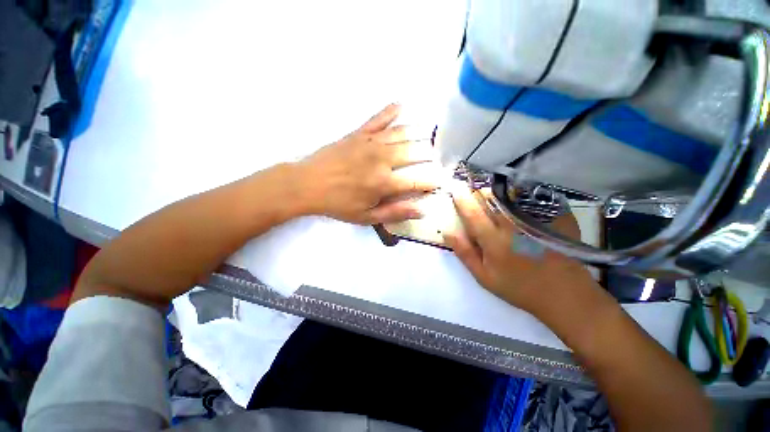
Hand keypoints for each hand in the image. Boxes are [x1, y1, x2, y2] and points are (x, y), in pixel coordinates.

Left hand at [296, 104, 440, 224]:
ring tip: (427, 135)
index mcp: (384, 182)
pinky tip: (401, 105)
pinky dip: (391, 111)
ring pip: (402, 133)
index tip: (440, 181)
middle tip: (434, 157)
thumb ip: (395, 212)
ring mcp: (371, 142)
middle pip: (414, 152)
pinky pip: (379, 118)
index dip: (432, 182)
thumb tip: (421, 211)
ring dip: (418, 133)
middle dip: (429, 155)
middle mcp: (383, 159)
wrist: (308, 184)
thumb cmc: (338, 204)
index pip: (417, 181)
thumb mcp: (366, 216)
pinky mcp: (359, 133)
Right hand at [443, 185, 599, 315]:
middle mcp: (513, 226)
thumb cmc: (519, 288)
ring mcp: (535, 220)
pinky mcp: (554, 217)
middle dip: (478, 192)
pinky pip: (533, 198)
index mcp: (494, 240)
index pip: (472, 213)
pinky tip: (516, 195)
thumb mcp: (484, 277)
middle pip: (491, 199)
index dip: (461, 200)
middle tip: (473, 191)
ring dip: (496, 191)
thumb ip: (465, 253)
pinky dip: (520, 193)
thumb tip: (447, 232)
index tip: (455, 190)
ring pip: (510, 196)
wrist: (563, 294)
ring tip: (491, 192)